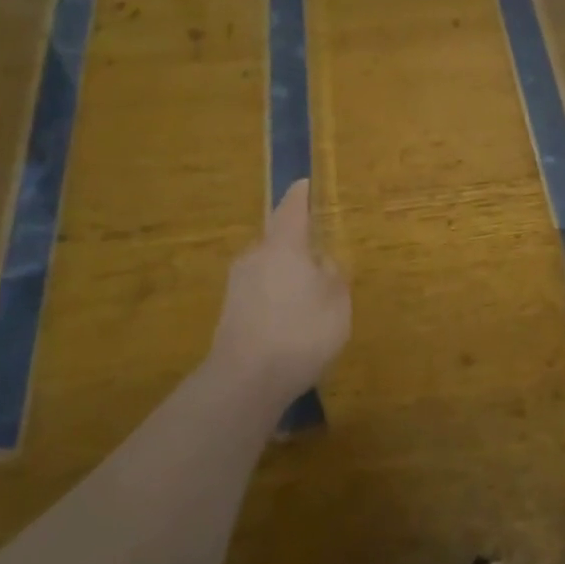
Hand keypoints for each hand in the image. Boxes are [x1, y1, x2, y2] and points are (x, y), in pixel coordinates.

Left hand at [210, 181, 350, 410]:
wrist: (245, 380)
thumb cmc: (300, 331)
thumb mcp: (336, 302)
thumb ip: (333, 276)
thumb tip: (323, 261)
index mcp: (283, 244)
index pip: (292, 208)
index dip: (300, 195)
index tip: (304, 183)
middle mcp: (255, 256)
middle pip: (277, 239)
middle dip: (295, 243)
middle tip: (317, 255)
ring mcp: (237, 285)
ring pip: (267, 268)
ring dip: (284, 274)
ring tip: (306, 294)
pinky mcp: (228, 313)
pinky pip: (259, 293)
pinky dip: (274, 298)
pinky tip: (288, 321)